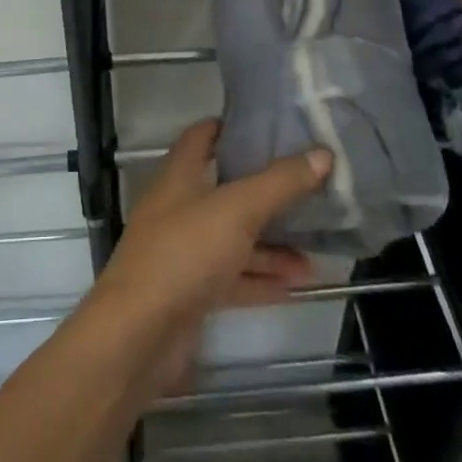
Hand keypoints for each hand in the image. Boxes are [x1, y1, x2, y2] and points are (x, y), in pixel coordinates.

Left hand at [87, 121, 331, 394]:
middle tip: (306, 191)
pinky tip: (295, 286)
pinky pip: (232, 278)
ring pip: (233, 239)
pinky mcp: (189, 293)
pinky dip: (260, 280)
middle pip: (225, 190)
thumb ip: (280, 183)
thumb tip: (323, 154)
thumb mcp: (238, 210)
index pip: (201, 137)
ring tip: (314, 253)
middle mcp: (178, 208)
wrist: (138, 335)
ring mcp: (182, 252)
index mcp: (179, 176)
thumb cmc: (184, 253)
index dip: (230, 127)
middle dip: (264, 193)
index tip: (267, 126)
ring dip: (270, 245)